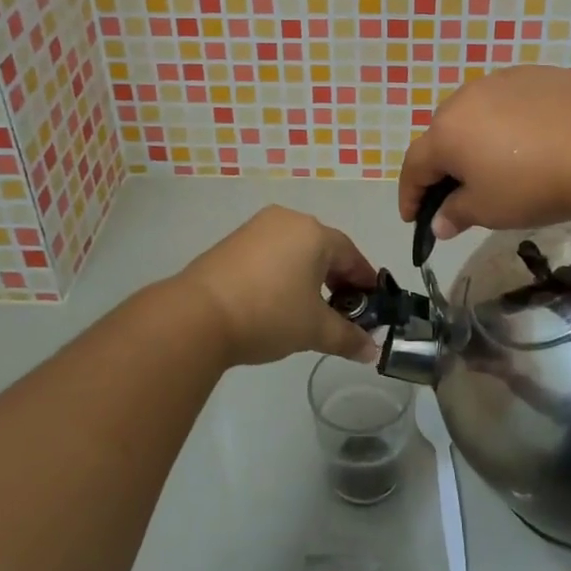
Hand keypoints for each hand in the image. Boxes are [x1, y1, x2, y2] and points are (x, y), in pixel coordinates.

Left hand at [178, 206, 379, 367]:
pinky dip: (282, 273)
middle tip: (342, 311)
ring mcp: (257, 228)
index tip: (372, 305)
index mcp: (314, 233)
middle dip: (336, 279)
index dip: (364, 282)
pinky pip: (271, 253)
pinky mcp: (233, 241)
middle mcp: (288, 220)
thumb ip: (347, 337)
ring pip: (295, 250)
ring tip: (308, 309)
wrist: (198, 315)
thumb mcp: (314, 330)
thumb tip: (371, 350)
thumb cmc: (268, 314)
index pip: (351, 255)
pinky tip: (277, 300)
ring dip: (308, 276)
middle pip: (323, 248)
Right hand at [398, 66, 570, 239]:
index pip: (414, 165)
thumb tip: (439, 222)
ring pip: (476, 113)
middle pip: (443, 134)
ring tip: (497, 163)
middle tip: (459, 192)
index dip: (410, 194)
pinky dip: (509, 121)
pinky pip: (509, 101)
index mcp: (446, 132)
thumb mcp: (490, 210)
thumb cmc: (535, 185)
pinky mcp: (536, 74)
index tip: (413, 219)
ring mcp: (502, 80)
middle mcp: (466, 98)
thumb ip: (456, 214)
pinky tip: (532, 140)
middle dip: (444, 164)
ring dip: (476, 138)